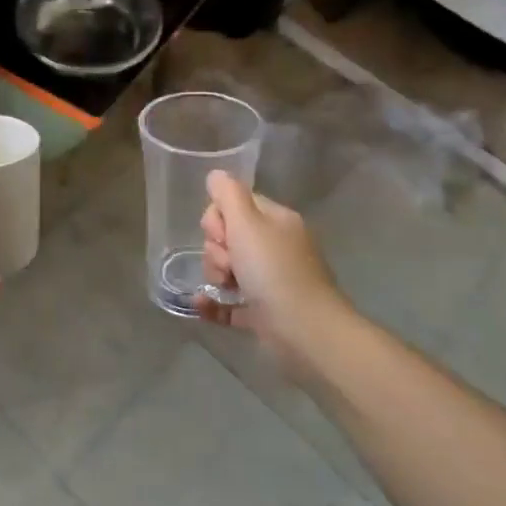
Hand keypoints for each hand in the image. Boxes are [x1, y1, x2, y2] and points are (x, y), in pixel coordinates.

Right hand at [197, 171, 354, 379]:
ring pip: (228, 268)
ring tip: (226, 287)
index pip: (237, 204)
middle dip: (217, 249)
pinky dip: (214, 304)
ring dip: (216, 275)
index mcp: (276, 221)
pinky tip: (201, 305)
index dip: (220, 217)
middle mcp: (275, 247)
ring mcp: (271, 281)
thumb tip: (216, 175)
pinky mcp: (263, 312)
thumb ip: (228, 194)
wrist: (304, 331)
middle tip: (229, 263)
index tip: (223, 233)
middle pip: (228, 236)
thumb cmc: (274, 271)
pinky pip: (229, 302)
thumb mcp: (247, 223)